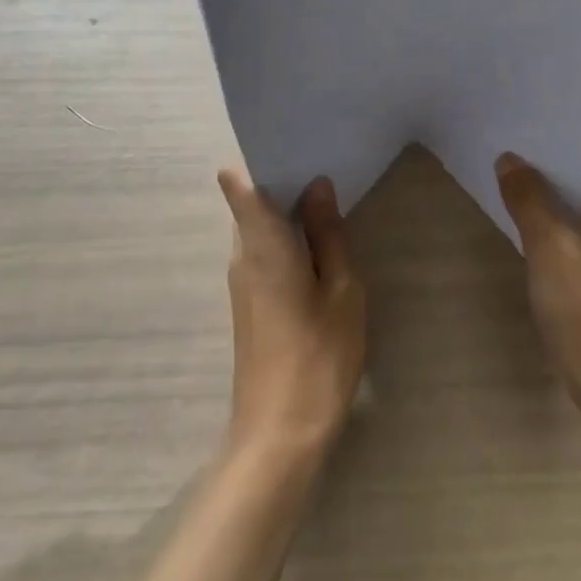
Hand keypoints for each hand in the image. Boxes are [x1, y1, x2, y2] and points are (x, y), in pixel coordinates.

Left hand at [217, 170, 366, 460]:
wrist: (280, 436)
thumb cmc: (318, 355)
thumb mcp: (341, 288)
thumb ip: (328, 233)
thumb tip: (317, 185)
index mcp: (262, 243)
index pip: (239, 184)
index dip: (258, 158)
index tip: (293, 144)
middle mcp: (242, 254)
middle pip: (252, 201)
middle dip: (284, 180)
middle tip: (326, 164)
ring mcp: (242, 280)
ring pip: (259, 226)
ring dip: (288, 211)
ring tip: (329, 197)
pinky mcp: (249, 303)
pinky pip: (264, 251)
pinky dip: (286, 238)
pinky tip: (319, 244)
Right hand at [497, 154, 580, 432]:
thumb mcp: (550, 248)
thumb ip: (528, 198)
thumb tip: (508, 159)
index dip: (558, 127)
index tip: (521, 110)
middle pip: (580, 167)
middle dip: (543, 153)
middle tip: (501, 129)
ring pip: (572, 195)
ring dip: (542, 183)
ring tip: (500, 159)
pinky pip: (569, 221)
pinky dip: (545, 211)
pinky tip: (513, 205)